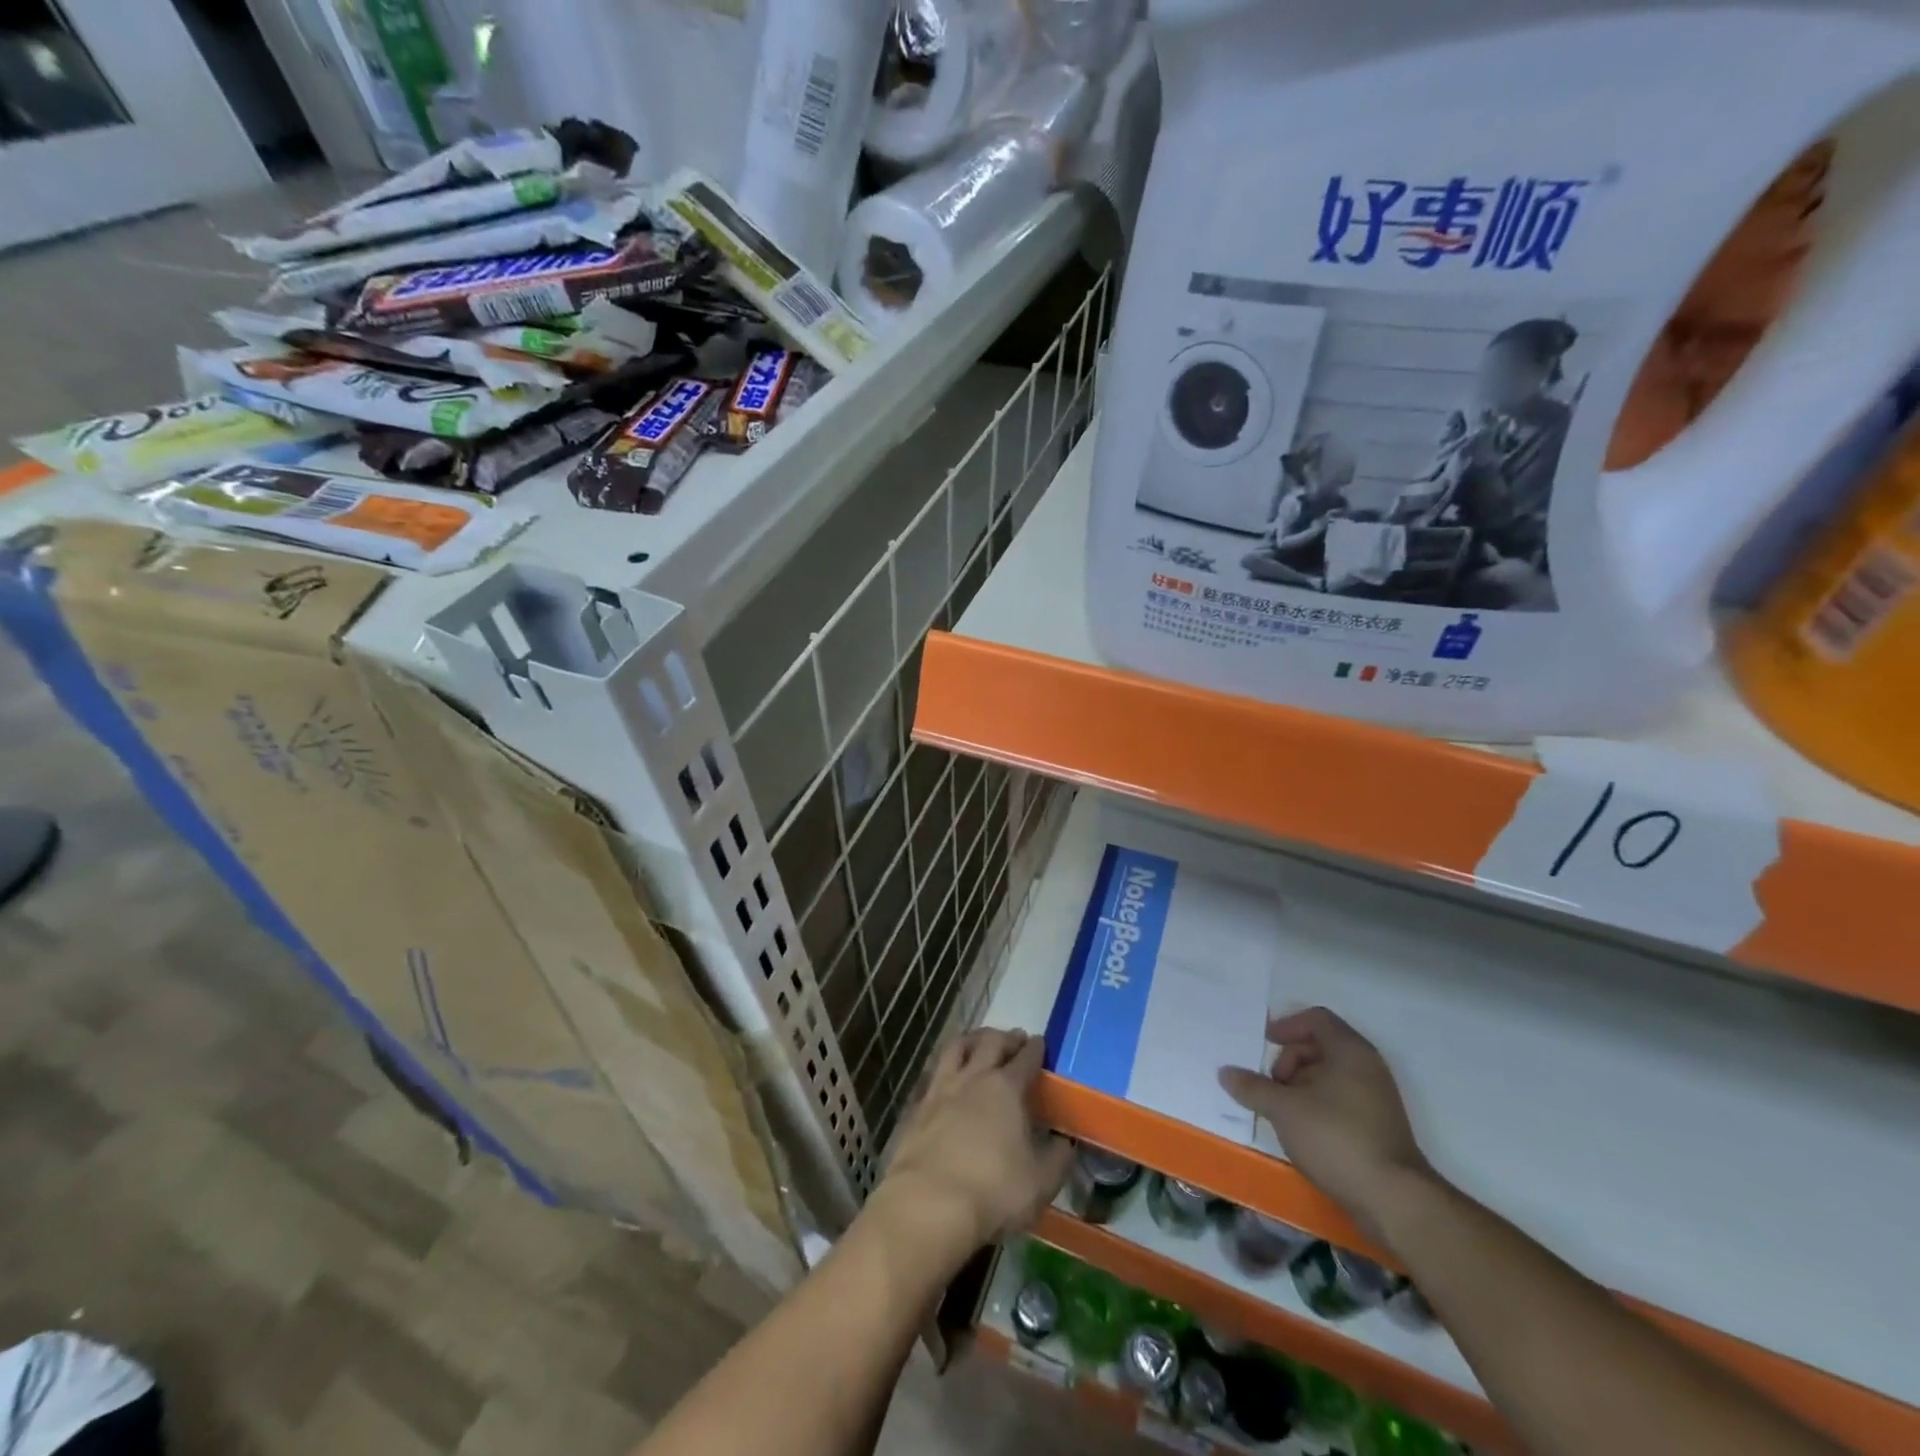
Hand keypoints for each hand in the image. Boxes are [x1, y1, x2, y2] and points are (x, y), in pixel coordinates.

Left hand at [873, 1029, 1072, 1266]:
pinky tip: (947, 1079)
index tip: (1040, 1042)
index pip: (1025, 1059)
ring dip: (971, 1040)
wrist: (928, 1204)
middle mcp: (973, 1078)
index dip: (1036, 1049)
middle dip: (1005, 1037)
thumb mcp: (1040, 1182)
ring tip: (978, 1042)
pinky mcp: (916, 1108)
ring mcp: (940, 1090)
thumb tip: (1065, 1141)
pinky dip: (945, 1069)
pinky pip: (933, 1075)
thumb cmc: (993, 1191)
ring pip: (956, 1048)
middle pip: (990, 1043)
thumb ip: (1057, 1158)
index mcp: (1006, 1089)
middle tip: (1014, 1038)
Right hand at [1218, 1008, 1433, 1243]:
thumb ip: (1252, 1087)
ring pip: (1330, 1075)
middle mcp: (1368, 1067)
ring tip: (1282, 1111)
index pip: (1316, 1018)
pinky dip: (1317, 1103)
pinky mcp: (1379, 1126)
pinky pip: (1341, 1098)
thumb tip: (1225, 1072)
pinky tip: (1301, 1129)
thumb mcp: (1284, 1109)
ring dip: (1300, 1085)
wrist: (1394, 1200)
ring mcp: (1377, 1097)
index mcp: (1350, 1051)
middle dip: (1290, 1060)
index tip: (1265, 1043)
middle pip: (1321, 1045)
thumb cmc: (1336, 1138)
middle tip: (1271, 1085)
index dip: (1287, 1025)